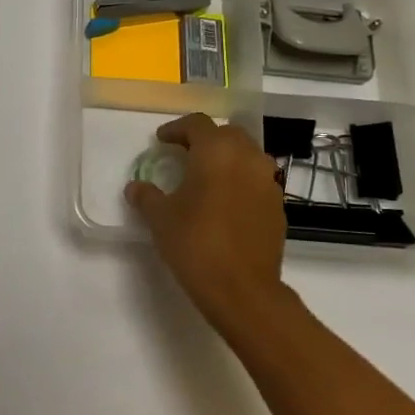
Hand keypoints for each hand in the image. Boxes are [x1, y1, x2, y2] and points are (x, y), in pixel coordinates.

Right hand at [125, 113, 299, 342]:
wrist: (242, 289)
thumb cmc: (195, 244)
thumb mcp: (160, 218)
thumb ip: (146, 196)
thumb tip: (136, 187)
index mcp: (216, 152)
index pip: (197, 124)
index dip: (177, 129)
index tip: (162, 141)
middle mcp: (247, 158)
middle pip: (228, 134)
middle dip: (206, 140)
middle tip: (184, 154)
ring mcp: (268, 182)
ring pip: (248, 156)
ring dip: (227, 159)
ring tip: (206, 177)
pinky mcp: (278, 207)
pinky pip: (258, 181)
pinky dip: (241, 182)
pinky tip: (225, 203)